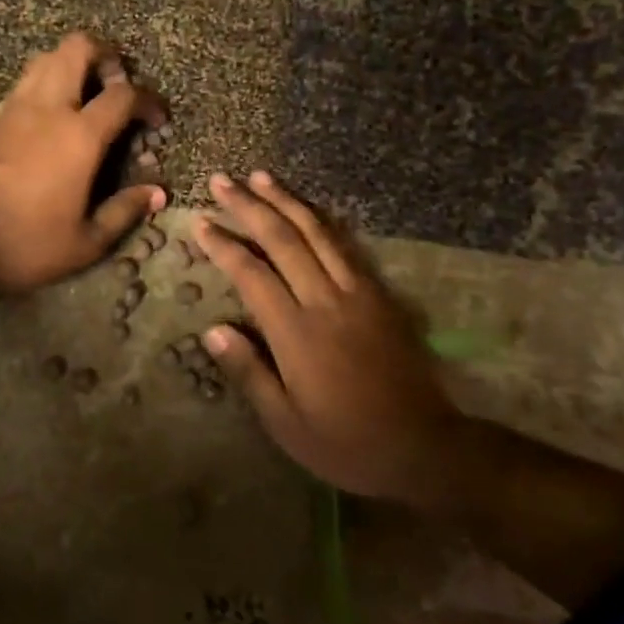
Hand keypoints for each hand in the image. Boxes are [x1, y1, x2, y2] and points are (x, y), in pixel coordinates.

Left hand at [0, 33, 167, 297]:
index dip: (148, 100)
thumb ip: (125, 210)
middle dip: (104, 55)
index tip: (156, 120)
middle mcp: (47, 109)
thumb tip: (157, 192)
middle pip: (77, 48)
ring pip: (44, 60)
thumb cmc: (28, 245)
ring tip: (82, 98)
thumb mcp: (87, 241)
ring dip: (70, 66)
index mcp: (79, 136)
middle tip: (115, 85)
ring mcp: (12, 110)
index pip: (124, 95)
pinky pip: (21, 86)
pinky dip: (42, 89)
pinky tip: (46, 122)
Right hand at [195, 171, 458, 504]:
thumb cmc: (346, 442)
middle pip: (282, 239)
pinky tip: (308, 208)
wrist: (423, 446)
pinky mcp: (380, 295)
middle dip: (248, 206)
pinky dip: (322, 221)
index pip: (251, 274)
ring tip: (260, 176)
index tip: (200, 223)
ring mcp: (358, 293)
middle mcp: (325, 301)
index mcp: (296, 333)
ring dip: (286, 201)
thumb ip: (249, 373)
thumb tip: (213, 330)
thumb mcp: (286, 424)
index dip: (223, 245)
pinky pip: (346, 246)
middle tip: (222, 181)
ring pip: (317, 233)